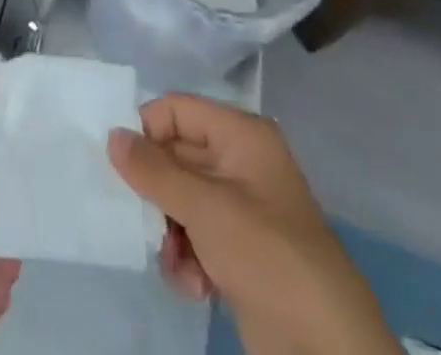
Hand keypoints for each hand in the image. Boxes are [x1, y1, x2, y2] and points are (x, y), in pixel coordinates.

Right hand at [108, 96, 395, 354]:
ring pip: (181, 200)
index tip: (120, 165)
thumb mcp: (206, 208)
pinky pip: (196, 236)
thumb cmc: (267, 255)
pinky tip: (194, 286)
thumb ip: (154, 171)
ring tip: (175, 262)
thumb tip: (112, 136)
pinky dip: (188, 258)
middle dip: (155, 192)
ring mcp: (242, 210)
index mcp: (241, 135)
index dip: (147, 131)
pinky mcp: (241, 253)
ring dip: (169, 231)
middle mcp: (240, 163)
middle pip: (176, 156)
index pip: (177, 110)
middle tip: (138, 218)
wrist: (328, 351)